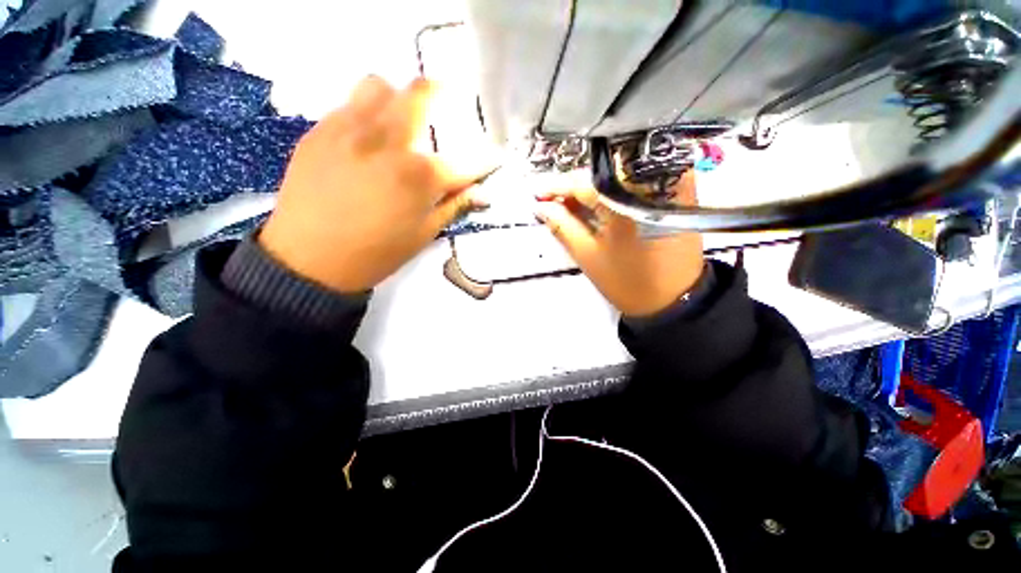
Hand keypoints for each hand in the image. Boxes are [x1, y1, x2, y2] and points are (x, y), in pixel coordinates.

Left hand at [260, 76, 491, 292]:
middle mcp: (388, 142)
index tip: (492, 158)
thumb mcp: (423, 234)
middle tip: (442, 101)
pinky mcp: (319, 132)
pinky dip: (365, 112)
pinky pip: (347, 105)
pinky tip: (365, 138)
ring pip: (378, 86)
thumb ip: (453, 206)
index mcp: (419, 177)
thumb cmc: (377, 253)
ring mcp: (349, 131)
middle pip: (419, 95)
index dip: (484, 160)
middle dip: (438, 94)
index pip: (464, 162)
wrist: (310, 260)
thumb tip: (482, 194)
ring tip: (396, 119)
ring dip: (395, 97)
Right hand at [535, 171, 704, 316]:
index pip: (584, 182)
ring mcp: (668, 186)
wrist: (674, 300)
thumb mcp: (588, 255)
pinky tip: (598, 205)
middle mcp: (651, 184)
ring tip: (572, 205)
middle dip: (574, 187)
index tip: (539, 194)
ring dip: (592, 189)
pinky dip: (613, 191)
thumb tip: (542, 206)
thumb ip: (562, 227)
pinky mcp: (677, 193)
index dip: (558, 187)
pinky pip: (636, 182)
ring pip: (618, 175)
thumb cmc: (627, 282)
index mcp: (627, 202)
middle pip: (603, 174)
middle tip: (554, 202)